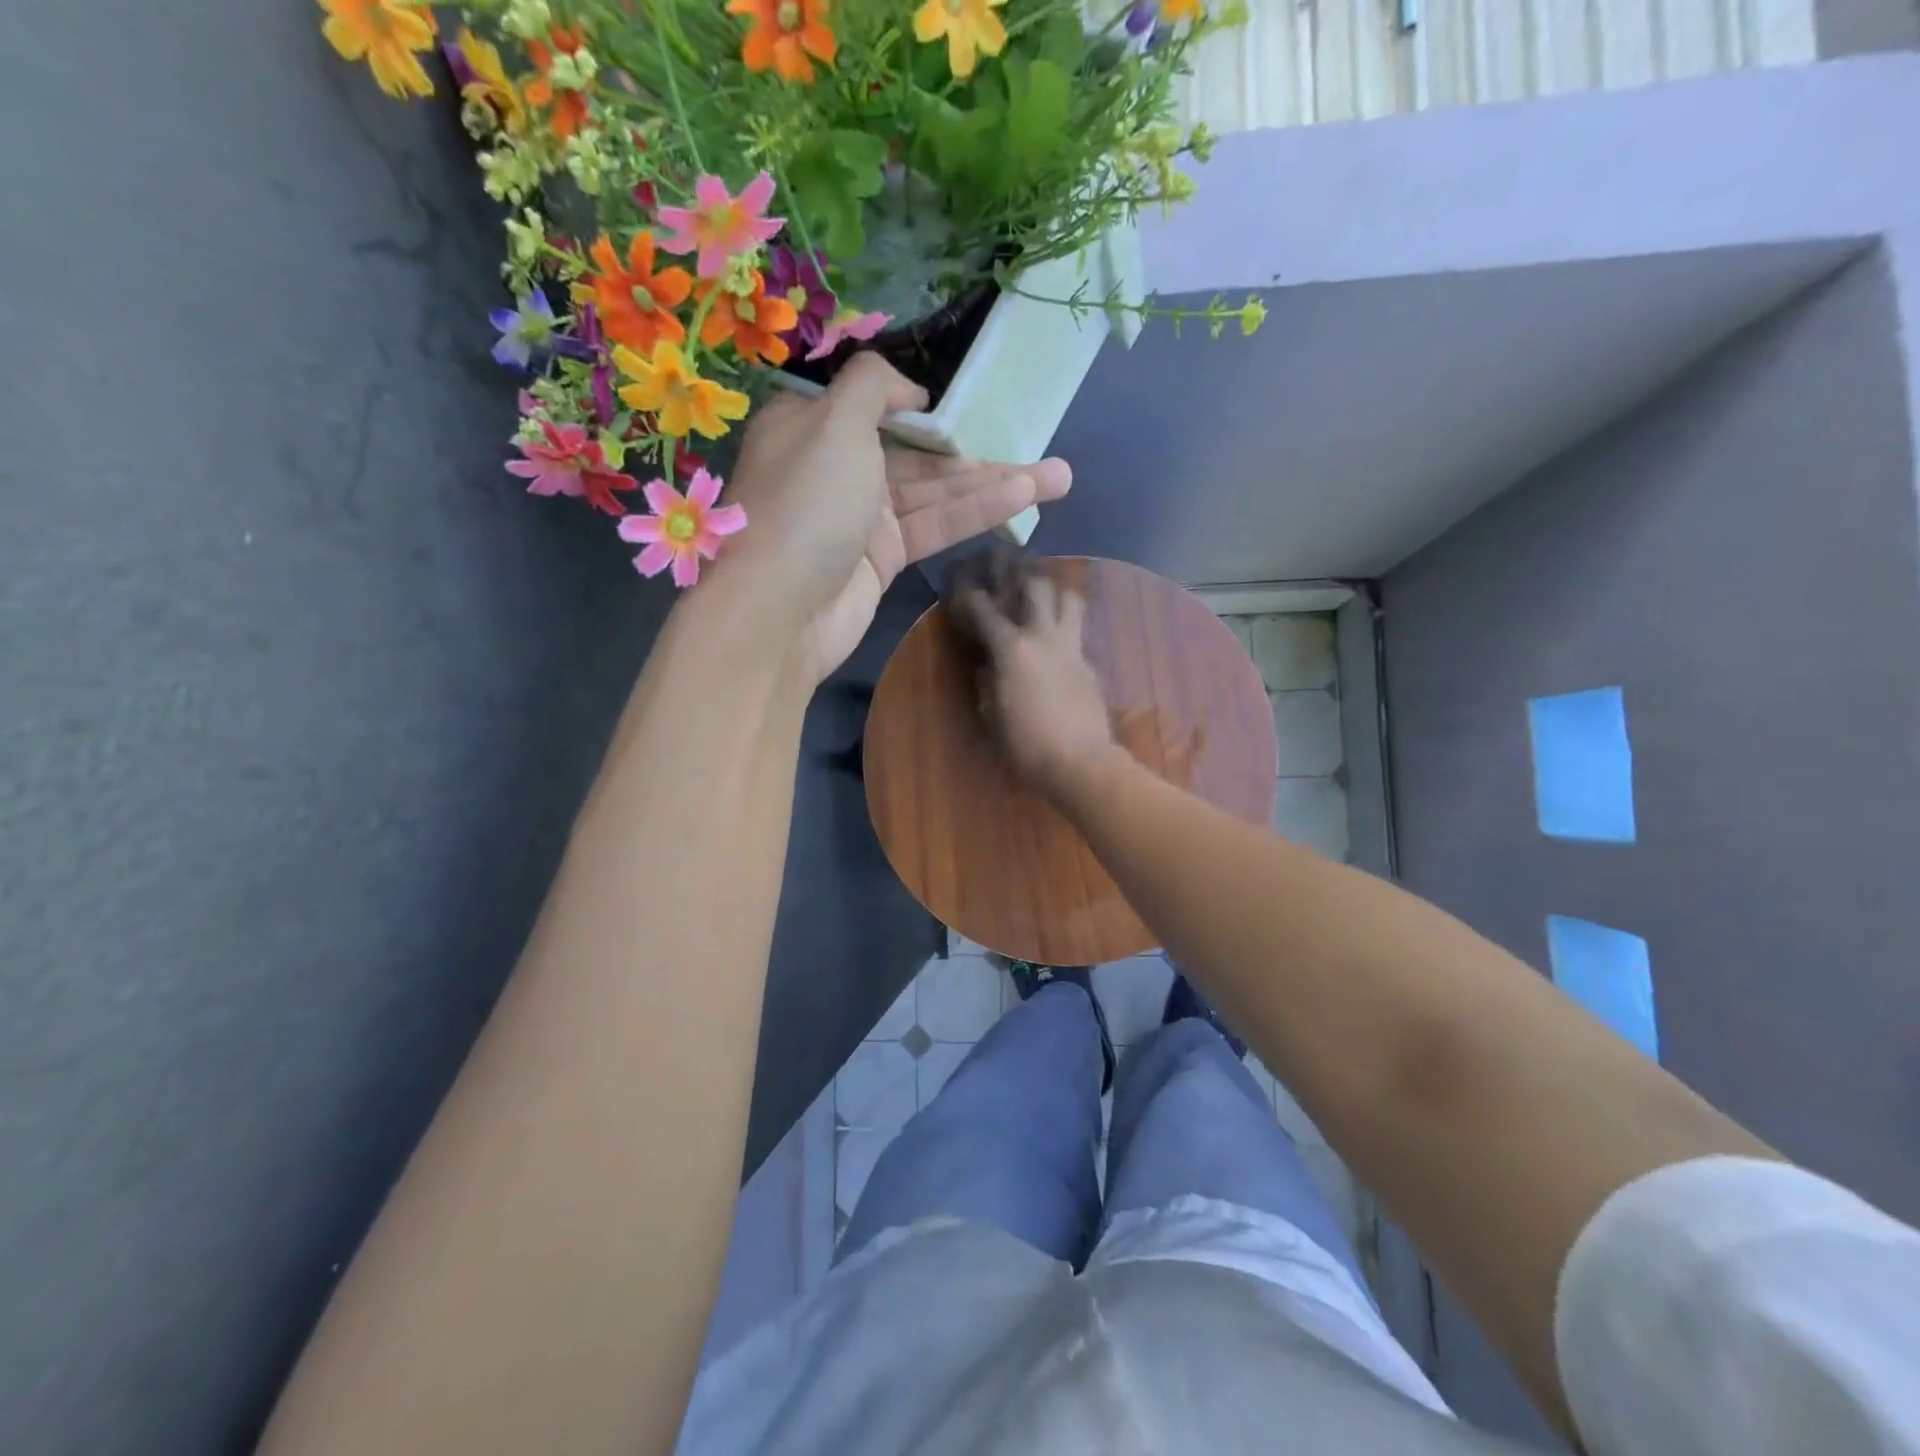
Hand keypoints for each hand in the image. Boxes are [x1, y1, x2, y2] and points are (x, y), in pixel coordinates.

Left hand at [715, 353, 1072, 681]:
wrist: (780, 610)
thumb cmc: (806, 501)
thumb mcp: (835, 420)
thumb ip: (874, 386)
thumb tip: (911, 391)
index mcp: (814, 426)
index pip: (877, 408)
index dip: (925, 411)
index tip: (967, 412)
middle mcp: (839, 469)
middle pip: (919, 455)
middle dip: (979, 455)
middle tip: (1043, 452)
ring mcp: (862, 518)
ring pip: (936, 494)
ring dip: (995, 485)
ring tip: (1059, 478)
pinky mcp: (883, 560)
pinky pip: (934, 527)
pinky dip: (976, 513)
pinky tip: (1023, 499)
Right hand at [950, 572, 1117, 803]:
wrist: (1081, 761)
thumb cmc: (1026, 743)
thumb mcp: (992, 715)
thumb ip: (987, 684)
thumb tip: (988, 669)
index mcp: (1012, 648)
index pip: (985, 610)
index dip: (970, 596)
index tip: (962, 589)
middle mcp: (1043, 636)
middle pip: (1037, 586)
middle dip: (1021, 575)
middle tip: (1010, 575)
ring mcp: (1071, 647)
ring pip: (1069, 599)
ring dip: (1055, 592)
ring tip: (1043, 598)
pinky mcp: (1089, 663)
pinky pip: (1077, 632)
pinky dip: (1065, 627)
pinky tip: (1056, 643)